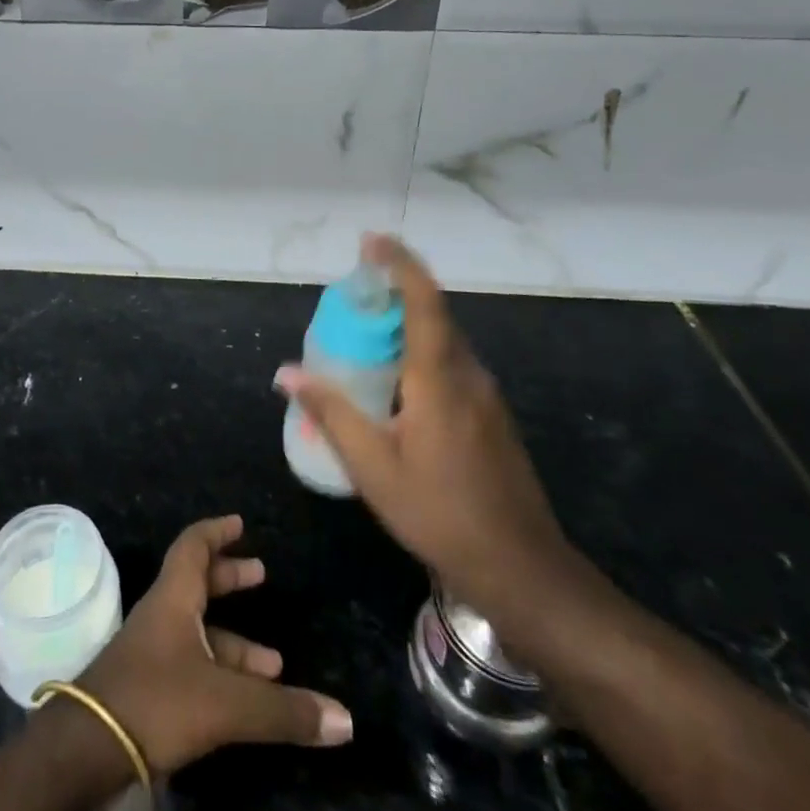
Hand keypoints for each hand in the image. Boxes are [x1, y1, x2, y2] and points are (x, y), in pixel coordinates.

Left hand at [76, 515, 352, 776]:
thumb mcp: (225, 703)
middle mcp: (162, 616)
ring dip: (234, 642)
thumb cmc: (156, 701)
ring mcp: (152, 653)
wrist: (89, 749)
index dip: (217, 532)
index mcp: (174, 598)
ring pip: (198, 632)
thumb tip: (345, 719)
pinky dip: (220, 673)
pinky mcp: (147, 689)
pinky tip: (243, 700)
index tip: (239, 522)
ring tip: (274, 663)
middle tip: (261, 576)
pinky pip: (191, 665)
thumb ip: (283, 711)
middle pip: (197, 583)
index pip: (193, 546)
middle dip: (230, 579)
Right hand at [275, 234, 578, 623]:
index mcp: (440, 377)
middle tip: (350, 298)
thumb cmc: (441, 514)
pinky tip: (395, 388)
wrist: (523, 569)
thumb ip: (331, 413)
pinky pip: (451, 365)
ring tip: (363, 340)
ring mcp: (486, 395)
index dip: (399, 262)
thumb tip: (287, 373)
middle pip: (433, 314)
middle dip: (394, 292)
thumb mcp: (373, 468)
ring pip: (443, 341)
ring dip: (406, 326)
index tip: (370, 241)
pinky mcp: (491, 416)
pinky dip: (420, 354)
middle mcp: (468, 374)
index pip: (423, 299)